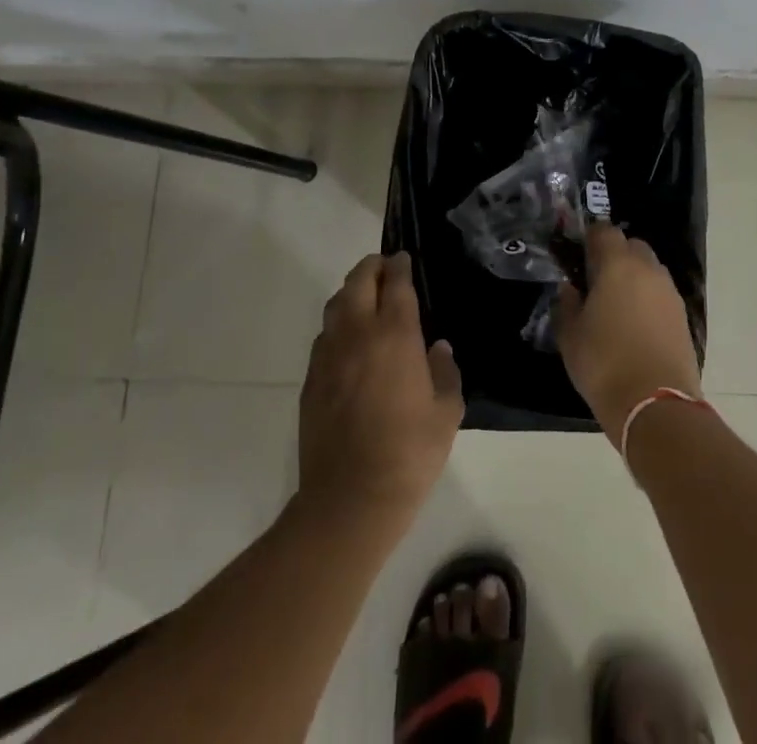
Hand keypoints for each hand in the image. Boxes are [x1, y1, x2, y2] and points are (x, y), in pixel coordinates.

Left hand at [297, 253, 462, 530]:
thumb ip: (445, 373)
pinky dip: (338, 325)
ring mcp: (328, 355)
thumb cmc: (409, 453)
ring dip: (351, 292)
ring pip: (335, 305)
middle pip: (358, 282)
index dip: (400, 266)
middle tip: (385, 268)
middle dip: (372, 268)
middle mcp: (357, 334)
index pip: (396, 283)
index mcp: (394, 334)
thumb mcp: (446, 413)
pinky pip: (324, 336)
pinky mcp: (310, 380)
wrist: (350, 499)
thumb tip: (437, 349)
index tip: (405, 258)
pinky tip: (349, 341)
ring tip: (365, 297)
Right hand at [555, 225, 701, 443]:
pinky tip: (634, 324)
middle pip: (631, 246)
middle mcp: (648, 269)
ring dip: (633, 276)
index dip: (589, 239)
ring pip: (649, 268)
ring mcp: (669, 291)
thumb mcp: (570, 336)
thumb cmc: (604, 364)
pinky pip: (660, 293)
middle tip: (596, 281)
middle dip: (614, 255)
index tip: (577, 257)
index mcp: (617, 264)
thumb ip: (567, 304)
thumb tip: (570, 288)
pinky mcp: (683, 315)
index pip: (603, 231)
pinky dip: (647, 298)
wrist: (656, 405)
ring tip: (615, 305)